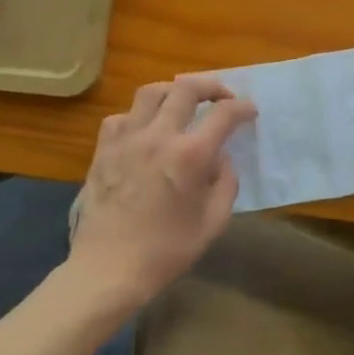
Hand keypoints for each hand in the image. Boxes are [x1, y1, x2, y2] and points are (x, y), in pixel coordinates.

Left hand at [67, 76, 256, 308]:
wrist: (108, 269)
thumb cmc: (166, 251)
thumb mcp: (213, 222)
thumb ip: (225, 184)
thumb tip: (221, 160)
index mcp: (190, 155)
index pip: (224, 114)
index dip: (242, 108)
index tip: (249, 112)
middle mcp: (158, 136)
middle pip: (186, 88)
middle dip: (211, 85)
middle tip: (222, 96)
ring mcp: (126, 139)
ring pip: (151, 92)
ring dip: (173, 91)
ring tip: (183, 102)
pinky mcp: (103, 150)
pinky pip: (122, 117)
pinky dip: (139, 115)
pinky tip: (145, 130)